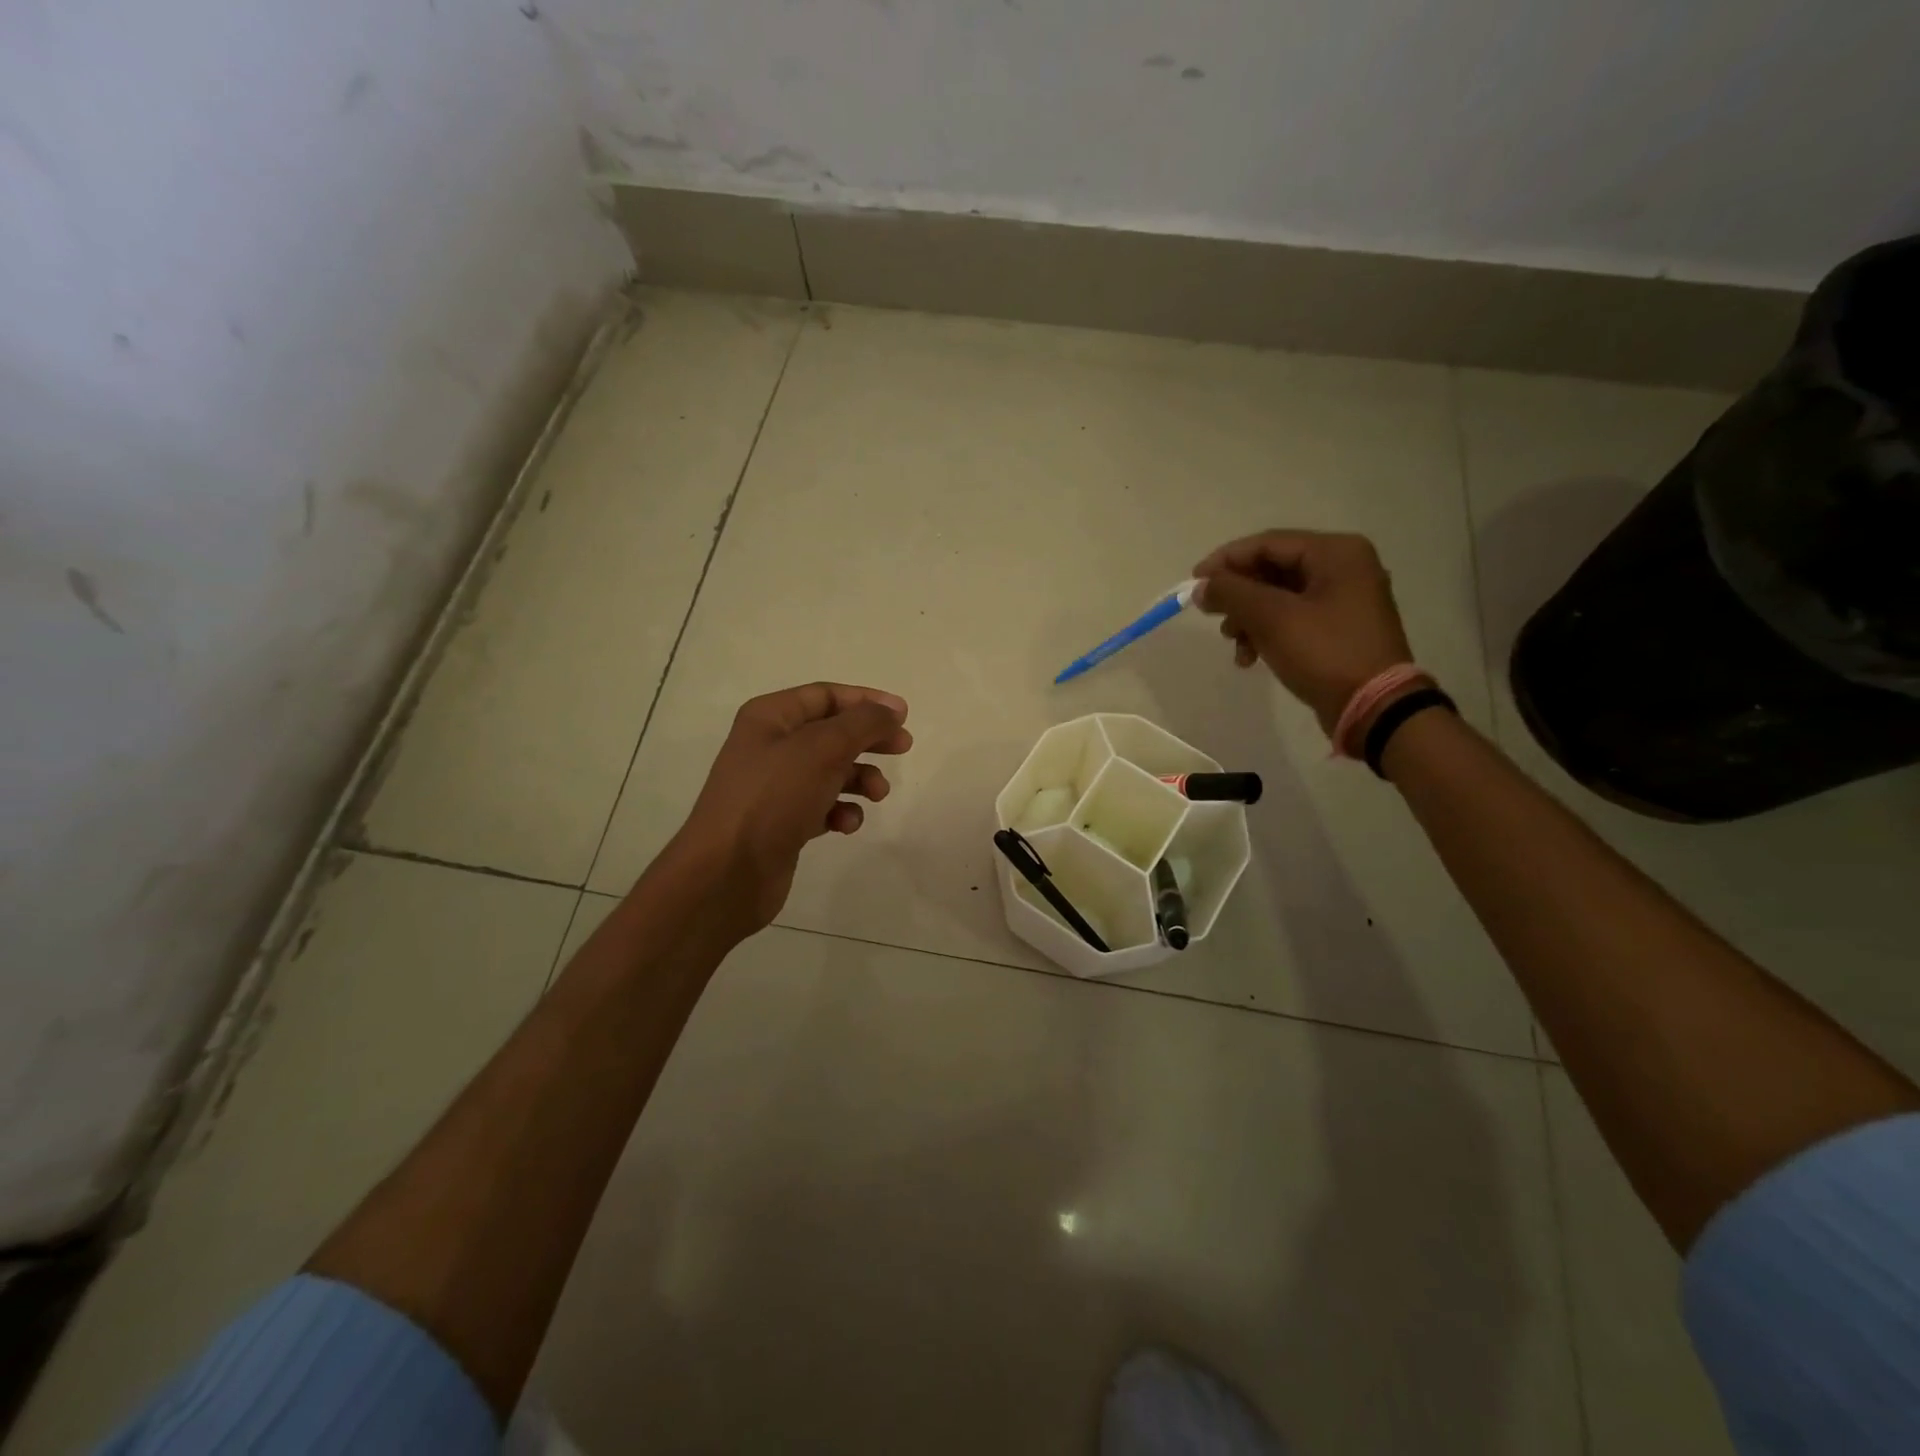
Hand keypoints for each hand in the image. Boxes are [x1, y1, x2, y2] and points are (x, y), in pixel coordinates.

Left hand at [670, 683, 912, 932]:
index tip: (903, 716)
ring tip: (878, 794)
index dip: (866, 701)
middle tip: (903, 748)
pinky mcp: (782, 822)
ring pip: (831, 771)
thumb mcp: (823, 748)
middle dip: (868, 740)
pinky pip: (822, 806)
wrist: (728, 871)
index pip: (825, 695)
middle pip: (832, 732)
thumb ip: (863, 723)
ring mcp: (775, 787)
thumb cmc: (774, 797)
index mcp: (770, 717)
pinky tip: (846, 824)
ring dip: (860, 778)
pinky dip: (840, 811)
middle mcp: (770, 746)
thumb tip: (892, 711)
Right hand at [1193, 530, 1413, 735]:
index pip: (1268, 543)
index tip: (1194, 582)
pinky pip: (1292, 619)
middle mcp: (1344, 567)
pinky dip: (1267, 633)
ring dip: (1248, 618)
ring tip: (1234, 644)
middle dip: (1238, 595)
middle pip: (1272, 569)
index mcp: (1336, 553)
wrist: (1374, 707)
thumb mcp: (1272, 618)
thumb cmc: (1325, 652)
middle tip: (1212, 616)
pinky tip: (1251, 658)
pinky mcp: (1338, 629)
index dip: (1226, 560)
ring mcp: (1344, 599)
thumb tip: (1201, 585)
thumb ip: (1232, 593)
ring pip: (1278, 597)